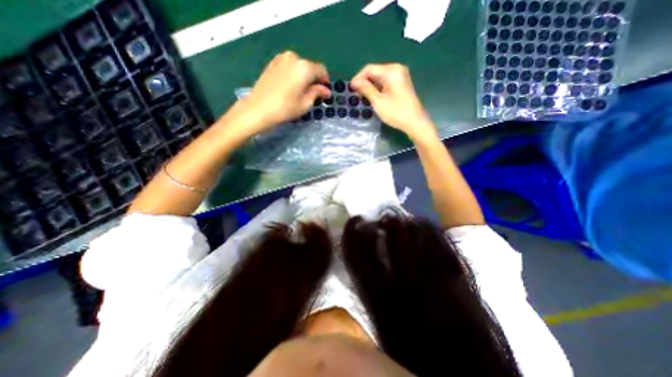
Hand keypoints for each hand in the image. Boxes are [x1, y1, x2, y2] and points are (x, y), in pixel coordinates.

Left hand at [232, 50, 331, 138]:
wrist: (258, 108)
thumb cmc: (285, 108)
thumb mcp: (305, 103)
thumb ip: (317, 93)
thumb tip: (326, 90)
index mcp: (304, 67)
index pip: (321, 70)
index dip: (325, 81)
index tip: (325, 93)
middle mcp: (294, 58)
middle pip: (310, 67)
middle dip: (314, 79)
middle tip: (314, 94)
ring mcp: (281, 58)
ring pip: (299, 67)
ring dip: (304, 77)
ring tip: (302, 92)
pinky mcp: (272, 63)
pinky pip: (289, 67)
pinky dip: (294, 75)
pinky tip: (291, 88)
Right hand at [349, 64, 438, 143]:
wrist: (414, 122)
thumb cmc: (396, 113)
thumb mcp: (378, 102)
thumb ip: (366, 89)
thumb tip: (354, 82)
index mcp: (391, 71)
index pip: (369, 69)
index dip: (358, 78)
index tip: (350, 89)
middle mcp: (396, 69)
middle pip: (375, 71)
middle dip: (364, 82)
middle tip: (356, 94)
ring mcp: (400, 75)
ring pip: (379, 77)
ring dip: (370, 85)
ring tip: (362, 96)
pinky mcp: (401, 83)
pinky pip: (385, 81)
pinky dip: (377, 87)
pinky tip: (373, 96)